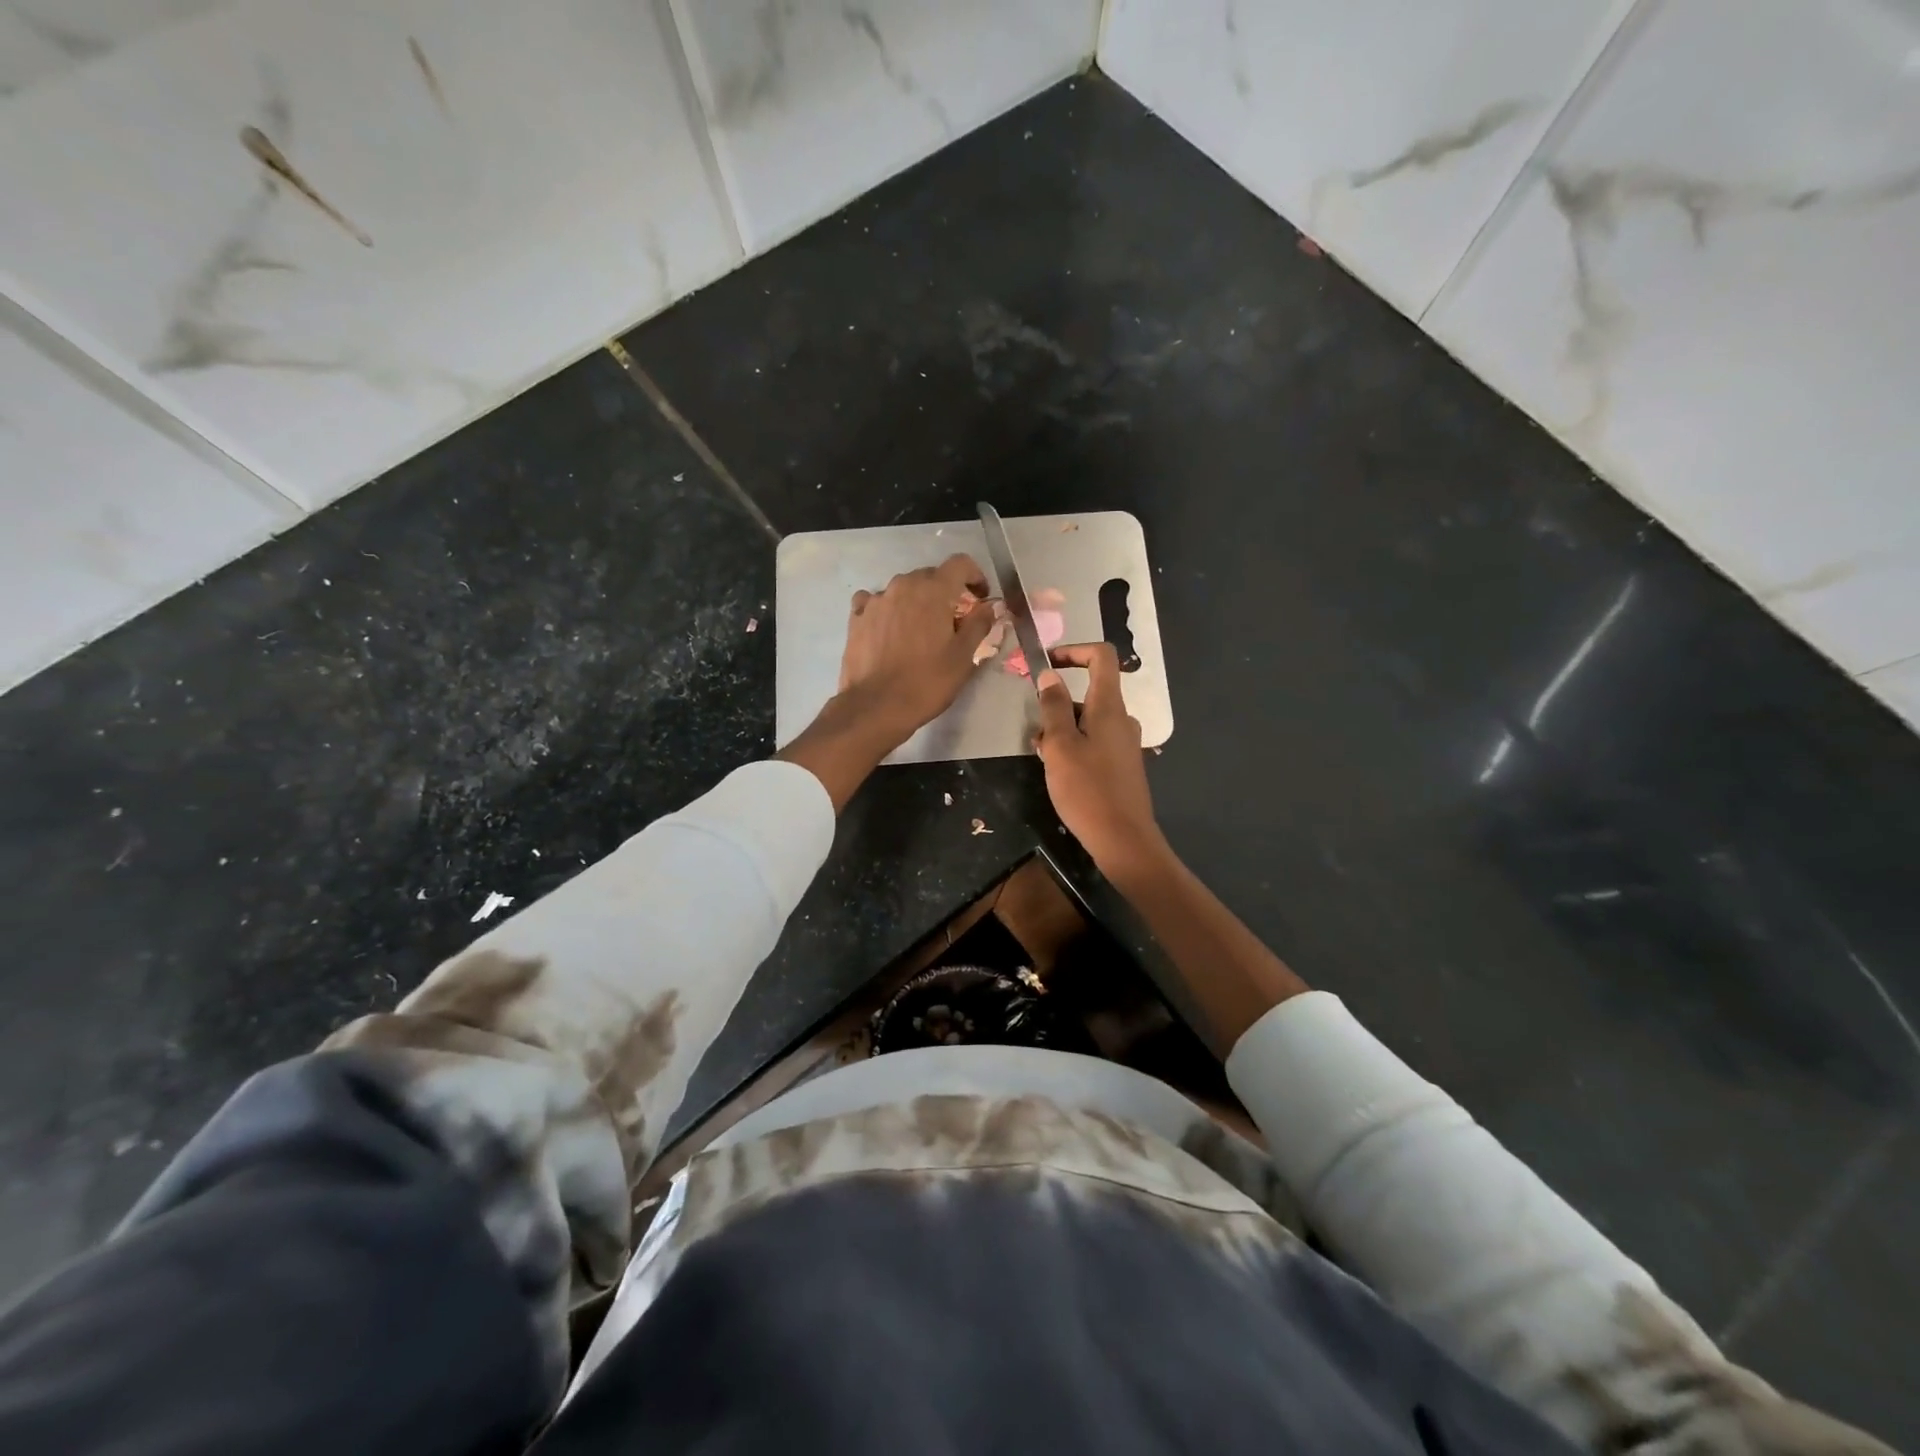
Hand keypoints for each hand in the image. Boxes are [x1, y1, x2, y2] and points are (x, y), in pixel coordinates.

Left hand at [837, 554, 996, 743]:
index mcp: (933, 590)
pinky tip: (889, 629)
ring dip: (916, 601)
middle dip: (946, 592)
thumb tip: (990, 606)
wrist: (876, 706)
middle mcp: (903, 585)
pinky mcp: (857, 617)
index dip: (975, 576)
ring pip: (903, 589)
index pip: (960, 564)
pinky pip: (875, 602)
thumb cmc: (927, 682)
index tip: (980, 598)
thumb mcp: (963, 656)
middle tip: (953, 620)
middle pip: (931, 576)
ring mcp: (876, 600)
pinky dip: (887, 609)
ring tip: (920, 630)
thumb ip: (980, 624)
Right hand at [1033, 643, 1164, 872]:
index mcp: (1109, 707)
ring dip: (1061, 728)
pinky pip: (1094, 741)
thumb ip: (1053, 707)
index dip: (1073, 651)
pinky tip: (1057, 770)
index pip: (1101, 657)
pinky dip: (1073, 745)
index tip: (1046, 664)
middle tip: (1034, 728)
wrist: (1123, 839)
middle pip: (1089, 691)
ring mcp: (1124, 743)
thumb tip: (1049, 675)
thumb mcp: (1060, 746)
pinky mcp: (1121, 765)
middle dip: (1057, 702)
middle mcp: (1121, 719)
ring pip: (1088, 720)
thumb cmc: (1088, 789)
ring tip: (1040, 754)